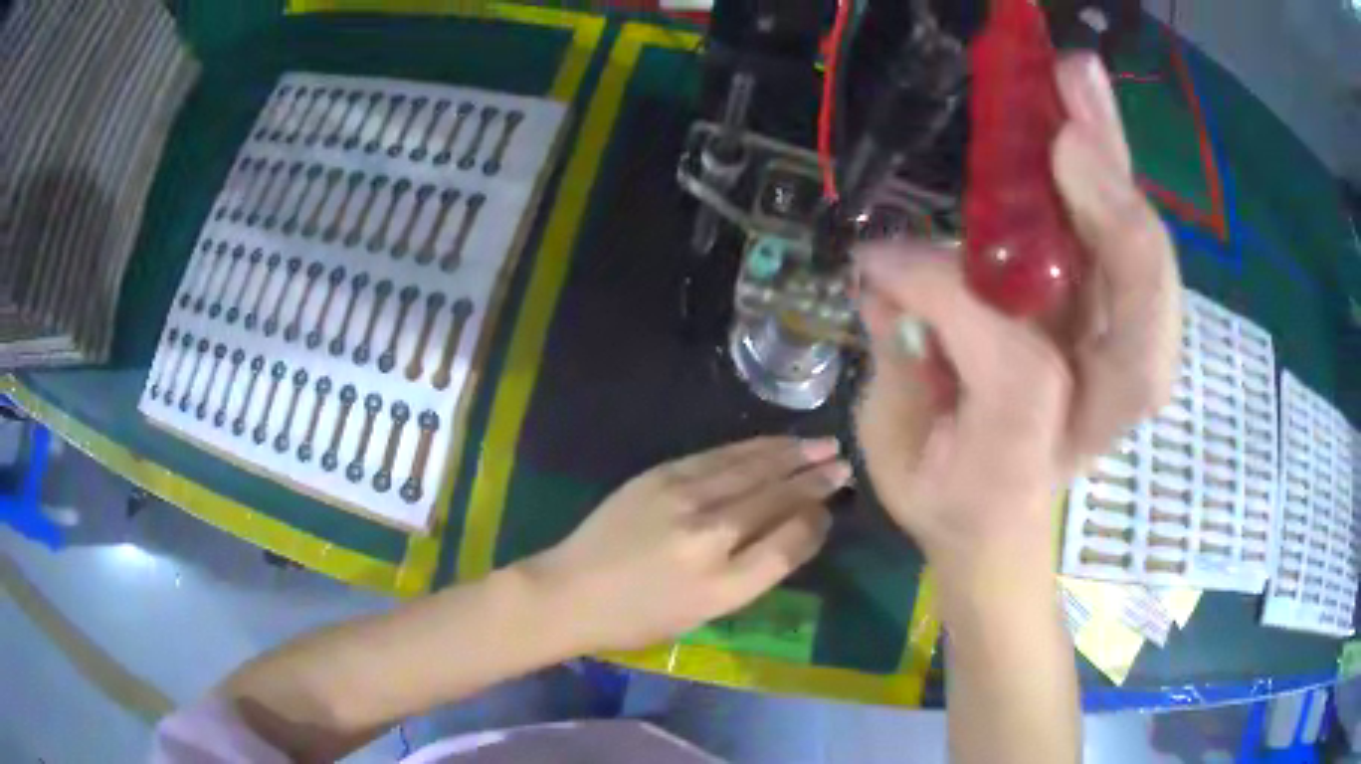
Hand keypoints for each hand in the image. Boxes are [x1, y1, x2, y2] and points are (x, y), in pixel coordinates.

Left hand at [522, 437, 849, 651]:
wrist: (571, 591)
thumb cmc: (639, 617)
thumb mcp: (705, 613)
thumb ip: (752, 572)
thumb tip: (794, 529)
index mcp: (724, 585)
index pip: (789, 543)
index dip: (816, 521)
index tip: (830, 509)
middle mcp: (709, 536)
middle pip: (776, 497)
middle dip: (816, 478)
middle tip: (844, 462)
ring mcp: (683, 498)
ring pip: (752, 468)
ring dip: (792, 454)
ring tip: (823, 444)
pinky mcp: (661, 475)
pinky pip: (720, 456)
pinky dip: (753, 447)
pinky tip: (774, 442)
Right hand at [854, 53, 1180, 577]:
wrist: (997, 516)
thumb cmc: (942, 490)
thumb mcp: (898, 447)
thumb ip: (898, 369)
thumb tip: (887, 273)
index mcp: (1034, 462)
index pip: (1024, 375)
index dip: (957, 303)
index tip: (884, 264)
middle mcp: (1096, 410)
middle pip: (1142, 334)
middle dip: (1120, 231)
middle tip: (1074, 132)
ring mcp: (1114, 360)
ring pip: (1149, 276)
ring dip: (1118, 174)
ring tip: (1081, 87)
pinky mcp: (1113, 318)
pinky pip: (1129, 245)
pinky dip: (1112, 178)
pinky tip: (1085, 117)